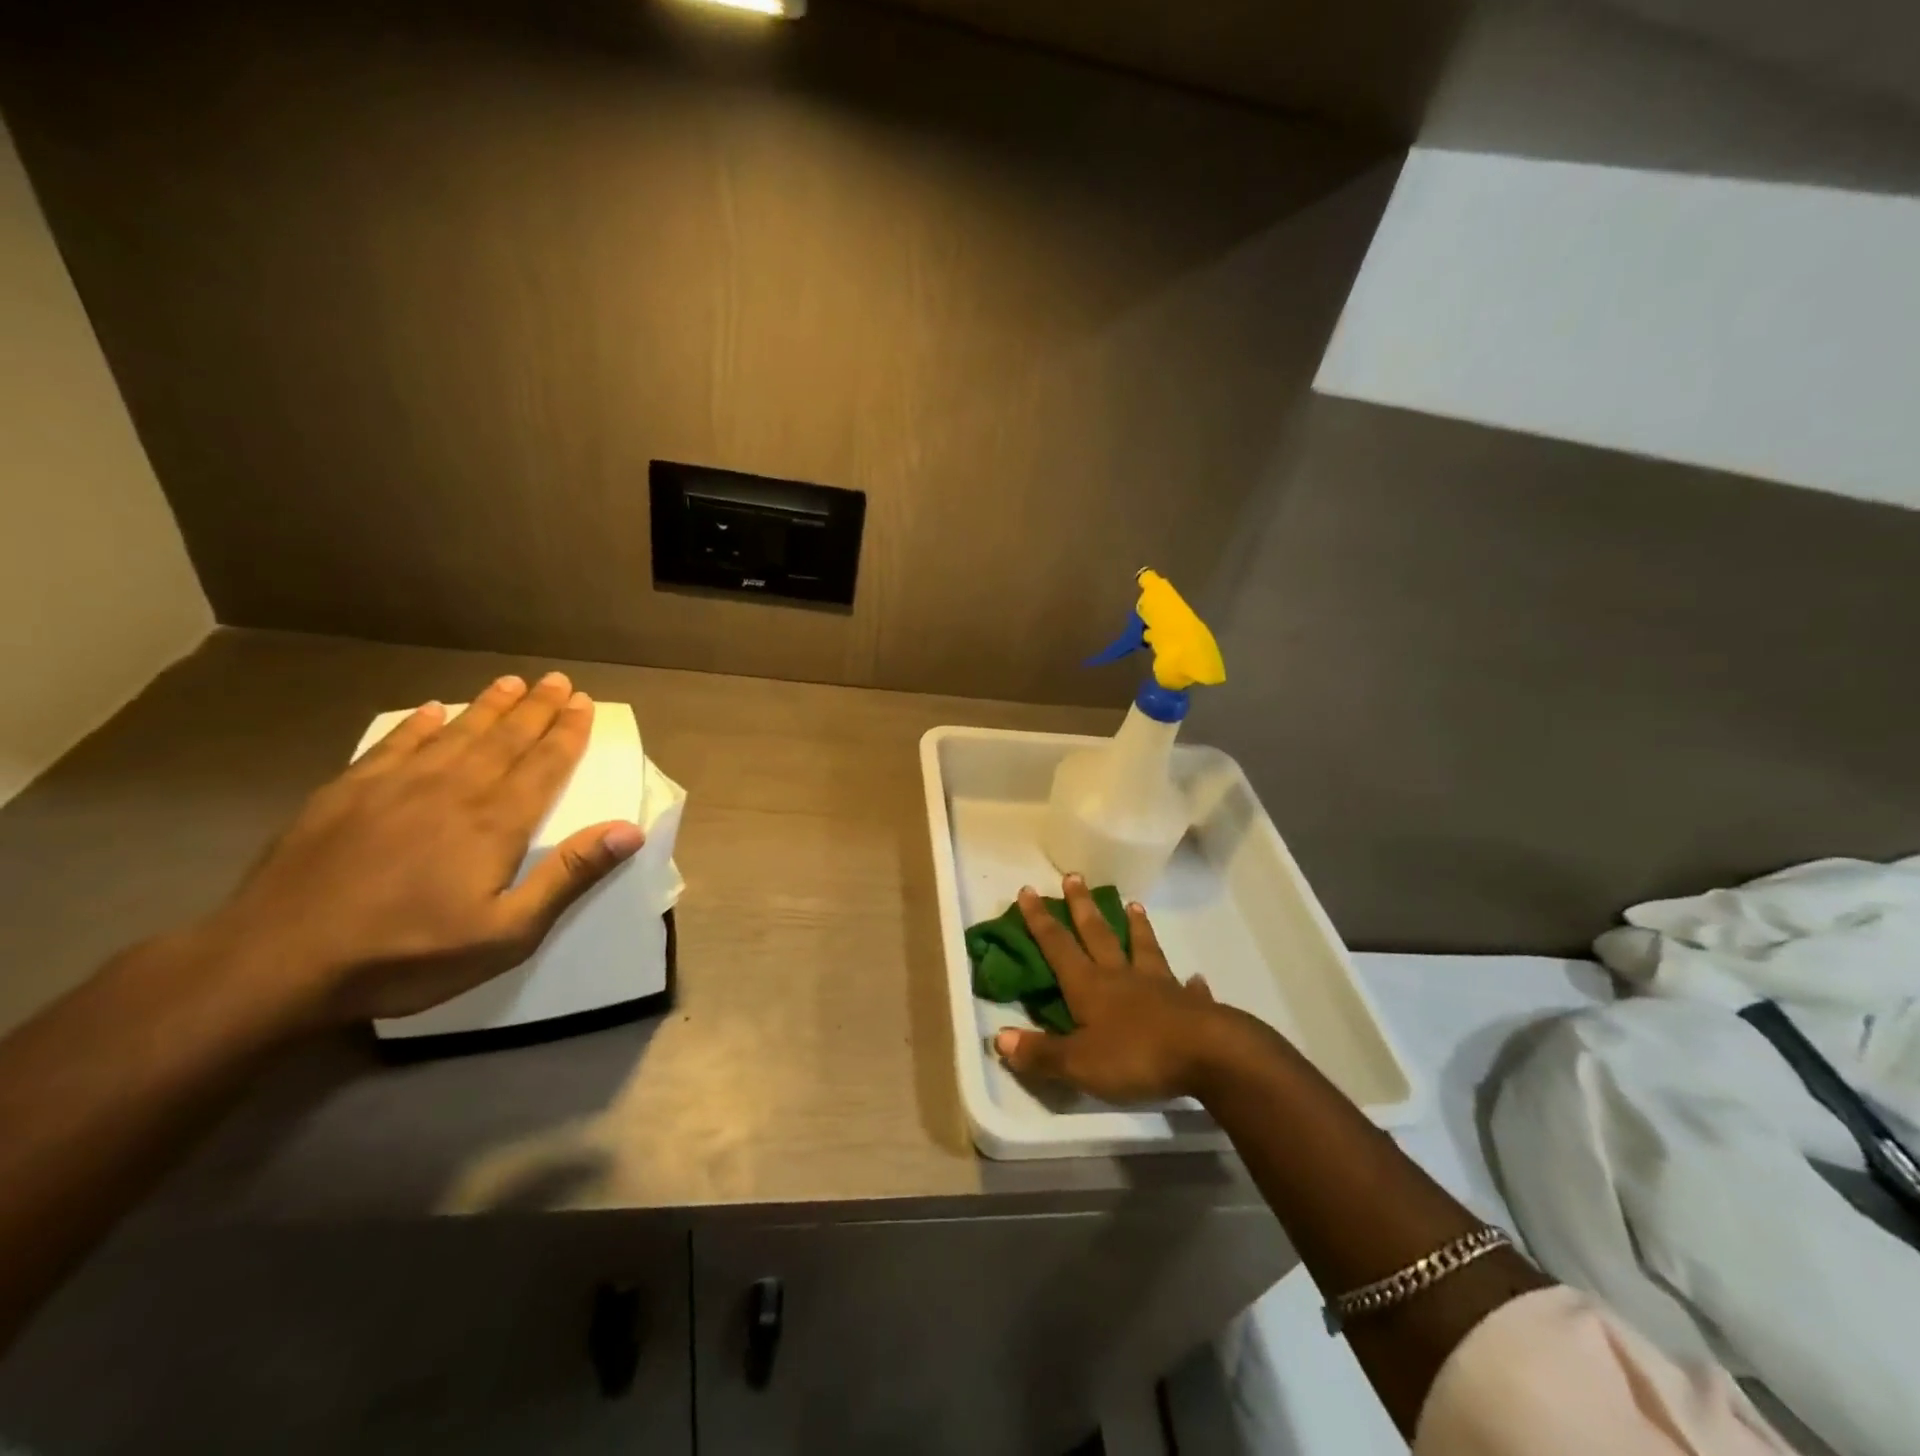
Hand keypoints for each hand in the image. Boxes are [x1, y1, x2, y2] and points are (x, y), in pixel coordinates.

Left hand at [192, 671, 643, 1029]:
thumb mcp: (507, 933)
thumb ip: (568, 877)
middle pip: (505, 738)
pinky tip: (430, 710)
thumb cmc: (407, 955)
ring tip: (510, 683)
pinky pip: (393, 745)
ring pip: (455, 733)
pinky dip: (417, 725)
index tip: (584, 702)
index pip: (544, 764)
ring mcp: (394, 787)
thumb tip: (628, 830)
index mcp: (495, 822)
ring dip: (487, 706)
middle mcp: (452, 789)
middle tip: (557, 680)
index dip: (568, 732)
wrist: (275, 963)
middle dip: (536, 708)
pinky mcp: (345, 794)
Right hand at [992, 874, 1227, 1102]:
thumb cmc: (1136, 1056)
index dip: (1040, 920)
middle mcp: (1122, 977)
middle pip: (1098, 934)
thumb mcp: (1079, 1063)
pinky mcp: (1192, 1006)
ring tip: (1134, 904)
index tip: (1028, 890)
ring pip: (1144, 949)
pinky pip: (1188, 989)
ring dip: (1137, 927)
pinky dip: (1190, 983)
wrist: (1209, 1056)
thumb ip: (1041, 1053)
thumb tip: (998, 1038)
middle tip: (1074, 877)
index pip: (1058, 946)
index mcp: (1090, 986)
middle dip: (1082, 907)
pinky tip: (1196, 978)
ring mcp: (1160, 987)